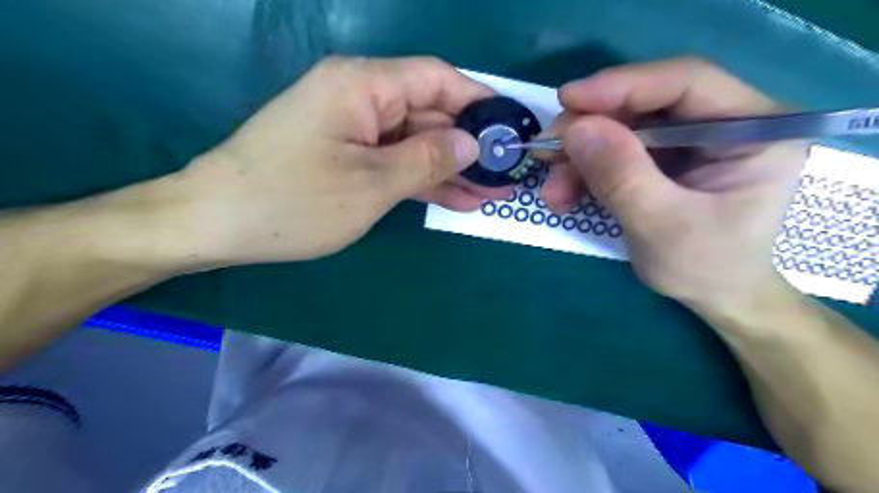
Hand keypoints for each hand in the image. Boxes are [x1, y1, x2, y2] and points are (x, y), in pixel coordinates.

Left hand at [169, 57, 507, 268]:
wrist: (216, 225)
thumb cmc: (293, 201)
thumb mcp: (372, 183)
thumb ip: (427, 159)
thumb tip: (471, 143)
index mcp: (363, 85)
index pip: (436, 78)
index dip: (478, 100)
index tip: (511, 125)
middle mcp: (359, 97)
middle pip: (428, 112)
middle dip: (468, 145)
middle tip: (506, 174)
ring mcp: (352, 129)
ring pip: (414, 142)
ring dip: (451, 168)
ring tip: (491, 193)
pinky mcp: (346, 156)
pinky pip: (395, 162)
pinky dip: (422, 180)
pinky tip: (457, 199)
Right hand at [543, 58, 809, 312]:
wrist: (712, 296)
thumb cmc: (705, 267)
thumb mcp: (663, 226)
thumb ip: (622, 177)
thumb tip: (575, 129)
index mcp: (753, 128)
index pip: (686, 83)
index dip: (623, 86)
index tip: (568, 99)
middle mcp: (723, 122)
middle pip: (646, 105)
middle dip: (590, 129)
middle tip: (546, 149)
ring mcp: (689, 141)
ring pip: (622, 130)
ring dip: (579, 157)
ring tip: (551, 190)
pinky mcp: (663, 159)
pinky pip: (615, 153)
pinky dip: (585, 172)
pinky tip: (564, 194)